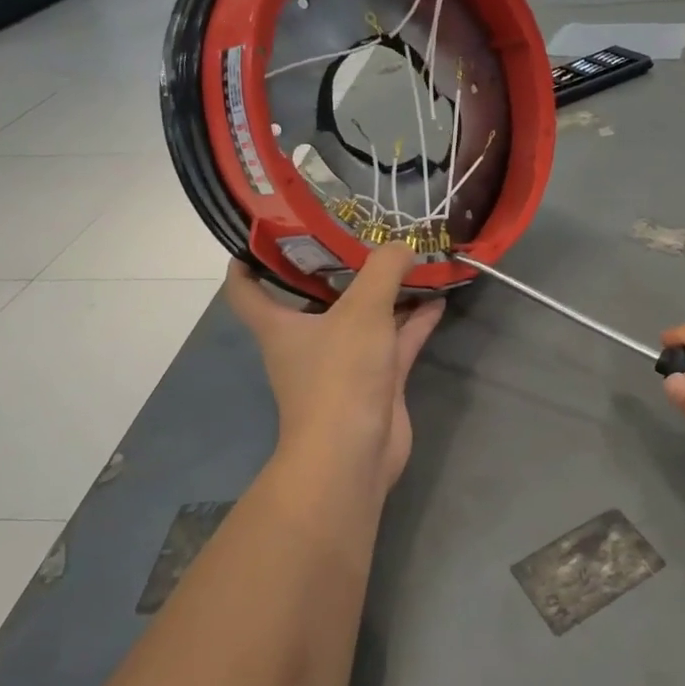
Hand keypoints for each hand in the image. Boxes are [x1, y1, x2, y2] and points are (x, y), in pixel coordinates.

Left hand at [225, 243, 443, 502]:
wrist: (354, 453)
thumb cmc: (340, 376)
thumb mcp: (361, 311)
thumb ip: (384, 270)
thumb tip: (403, 245)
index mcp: (281, 324)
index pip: (246, 289)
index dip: (248, 259)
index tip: (267, 232)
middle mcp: (308, 340)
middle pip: (316, 296)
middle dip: (338, 266)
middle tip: (362, 231)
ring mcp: (345, 362)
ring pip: (365, 316)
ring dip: (385, 292)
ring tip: (411, 258)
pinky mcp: (377, 380)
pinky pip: (396, 339)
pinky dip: (414, 320)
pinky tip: (438, 296)